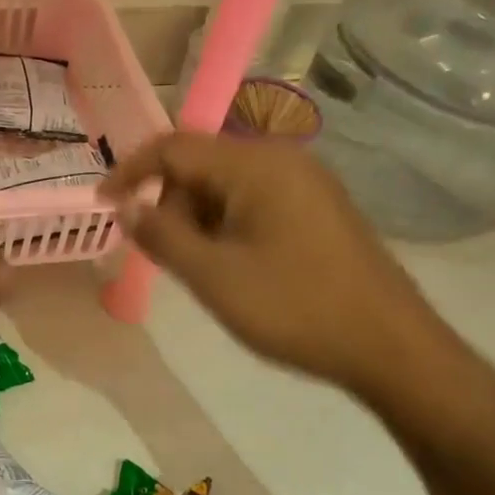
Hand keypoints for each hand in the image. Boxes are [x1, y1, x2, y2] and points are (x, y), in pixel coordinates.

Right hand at [102, 132, 459, 400]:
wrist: (392, 347)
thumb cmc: (295, 309)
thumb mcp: (213, 277)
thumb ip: (161, 236)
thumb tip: (126, 208)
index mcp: (256, 165)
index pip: (174, 147)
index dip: (130, 172)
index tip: (102, 204)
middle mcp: (283, 160)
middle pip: (201, 164)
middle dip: (170, 203)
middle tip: (162, 255)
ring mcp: (307, 183)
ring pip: (228, 185)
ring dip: (199, 219)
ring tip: (201, 270)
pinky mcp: (320, 209)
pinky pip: (256, 201)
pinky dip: (228, 226)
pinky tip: (234, 267)